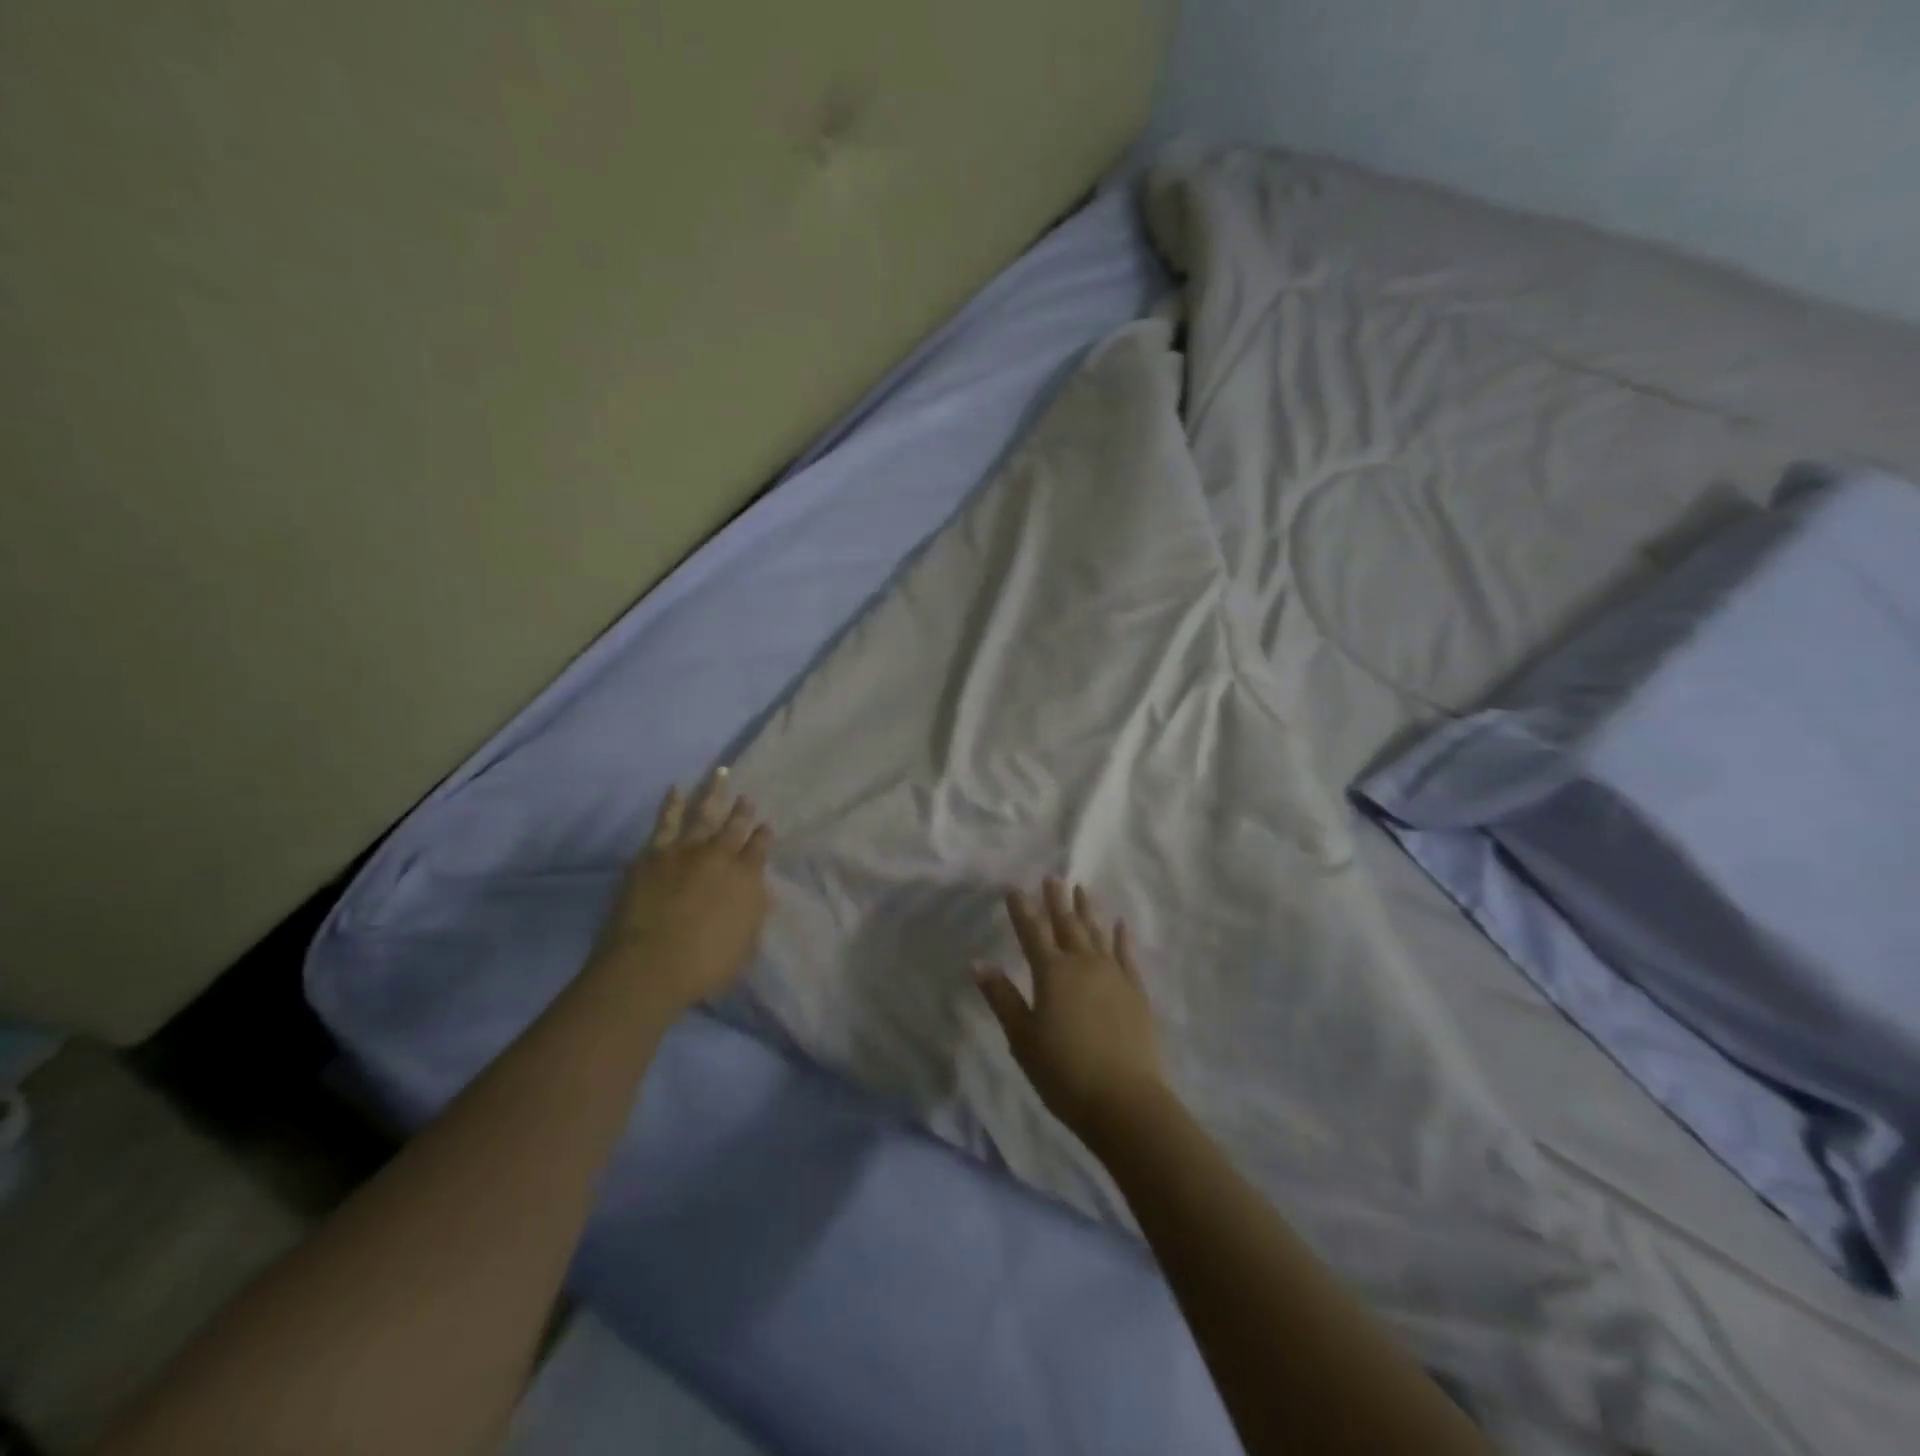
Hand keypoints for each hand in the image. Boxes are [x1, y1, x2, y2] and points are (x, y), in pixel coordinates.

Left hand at [592, 769, 772, 1015]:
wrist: (650, 965)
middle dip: (743, 811)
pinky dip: (672, 804)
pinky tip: (676, 790)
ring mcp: (685, 851)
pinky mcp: (653, 854)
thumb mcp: (745, 945)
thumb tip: (758, 892)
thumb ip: (752, 914)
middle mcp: (719, 857)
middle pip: (734, 826)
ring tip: (719, 774)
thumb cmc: (704, 966)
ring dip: (713, 793)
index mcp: (746, 879)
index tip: (766, 827)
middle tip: (747, 797)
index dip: (763, 836)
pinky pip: (666, 821)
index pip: (759, 849)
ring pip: (704, 813)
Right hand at [976, 879, 1169, 1143]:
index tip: (1015, 888)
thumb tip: (979, 962)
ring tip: (1082, 889)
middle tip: (1052, 877)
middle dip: (1056, 900)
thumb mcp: (1023, 1038)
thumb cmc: (1064, 1073)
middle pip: (1067, 924)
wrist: (1126, 1101)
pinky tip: (1120, 924)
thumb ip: (1002, 998)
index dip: (1022, 910)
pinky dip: (1122, 937)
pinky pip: (1127, 954)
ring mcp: (1114, 975)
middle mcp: (1083, 964)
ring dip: (1087, 910)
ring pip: (1097, 933)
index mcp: (1052, 973)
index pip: (1032, 932)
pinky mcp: (1136, 992)